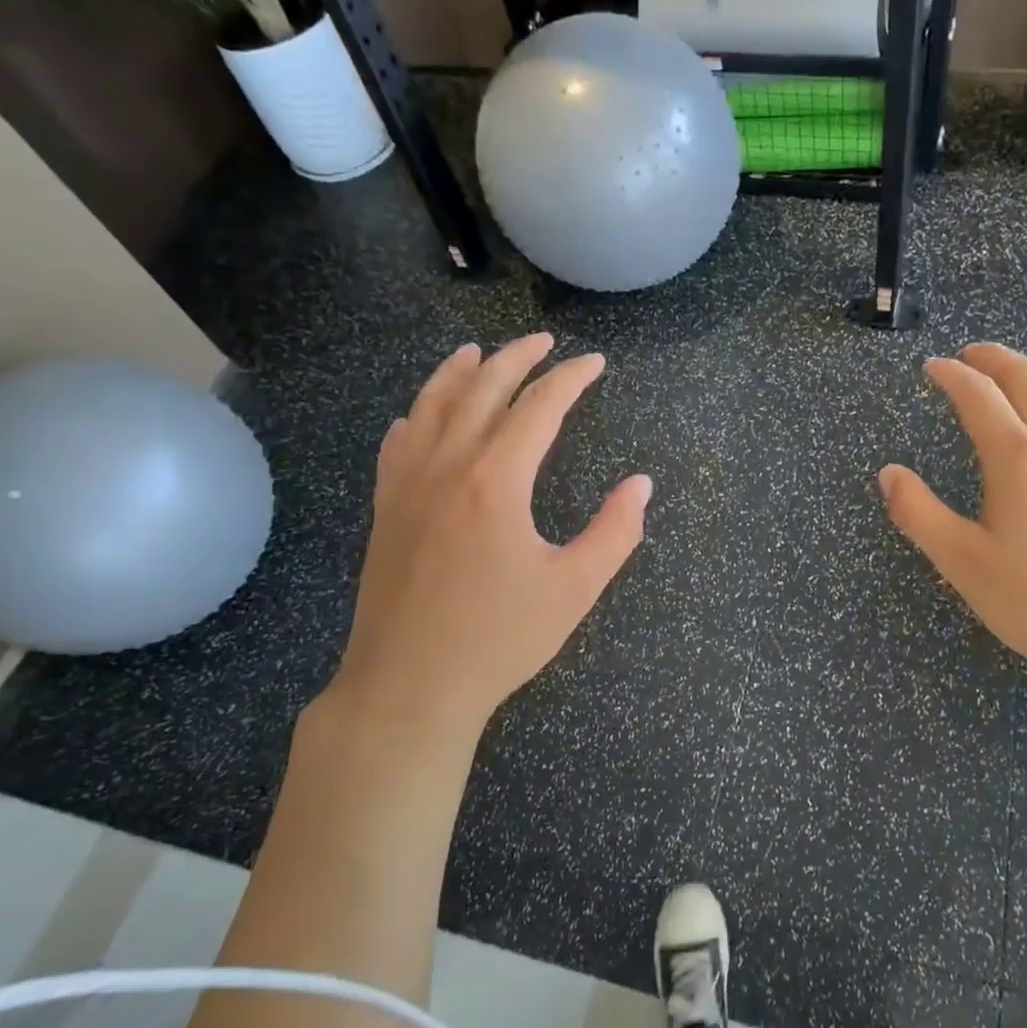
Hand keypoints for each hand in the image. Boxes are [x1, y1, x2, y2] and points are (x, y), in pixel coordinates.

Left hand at [324, 334, 650, 755]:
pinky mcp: (385, 508)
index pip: (538, 407)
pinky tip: (421, 412)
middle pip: (481, 390)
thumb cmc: (499, 638)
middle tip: (544, 342)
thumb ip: (614, 531)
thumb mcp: (574, 589)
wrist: (409, 685)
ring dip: (458, 372)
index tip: (593, 362)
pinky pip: (398, 442)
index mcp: (496, 480)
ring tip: (477, 351)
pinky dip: (416, 413)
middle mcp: (447, 466)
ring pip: (431, 406)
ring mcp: (407, 484)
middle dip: (517, 359)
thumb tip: (641, 484)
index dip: (570, 378)